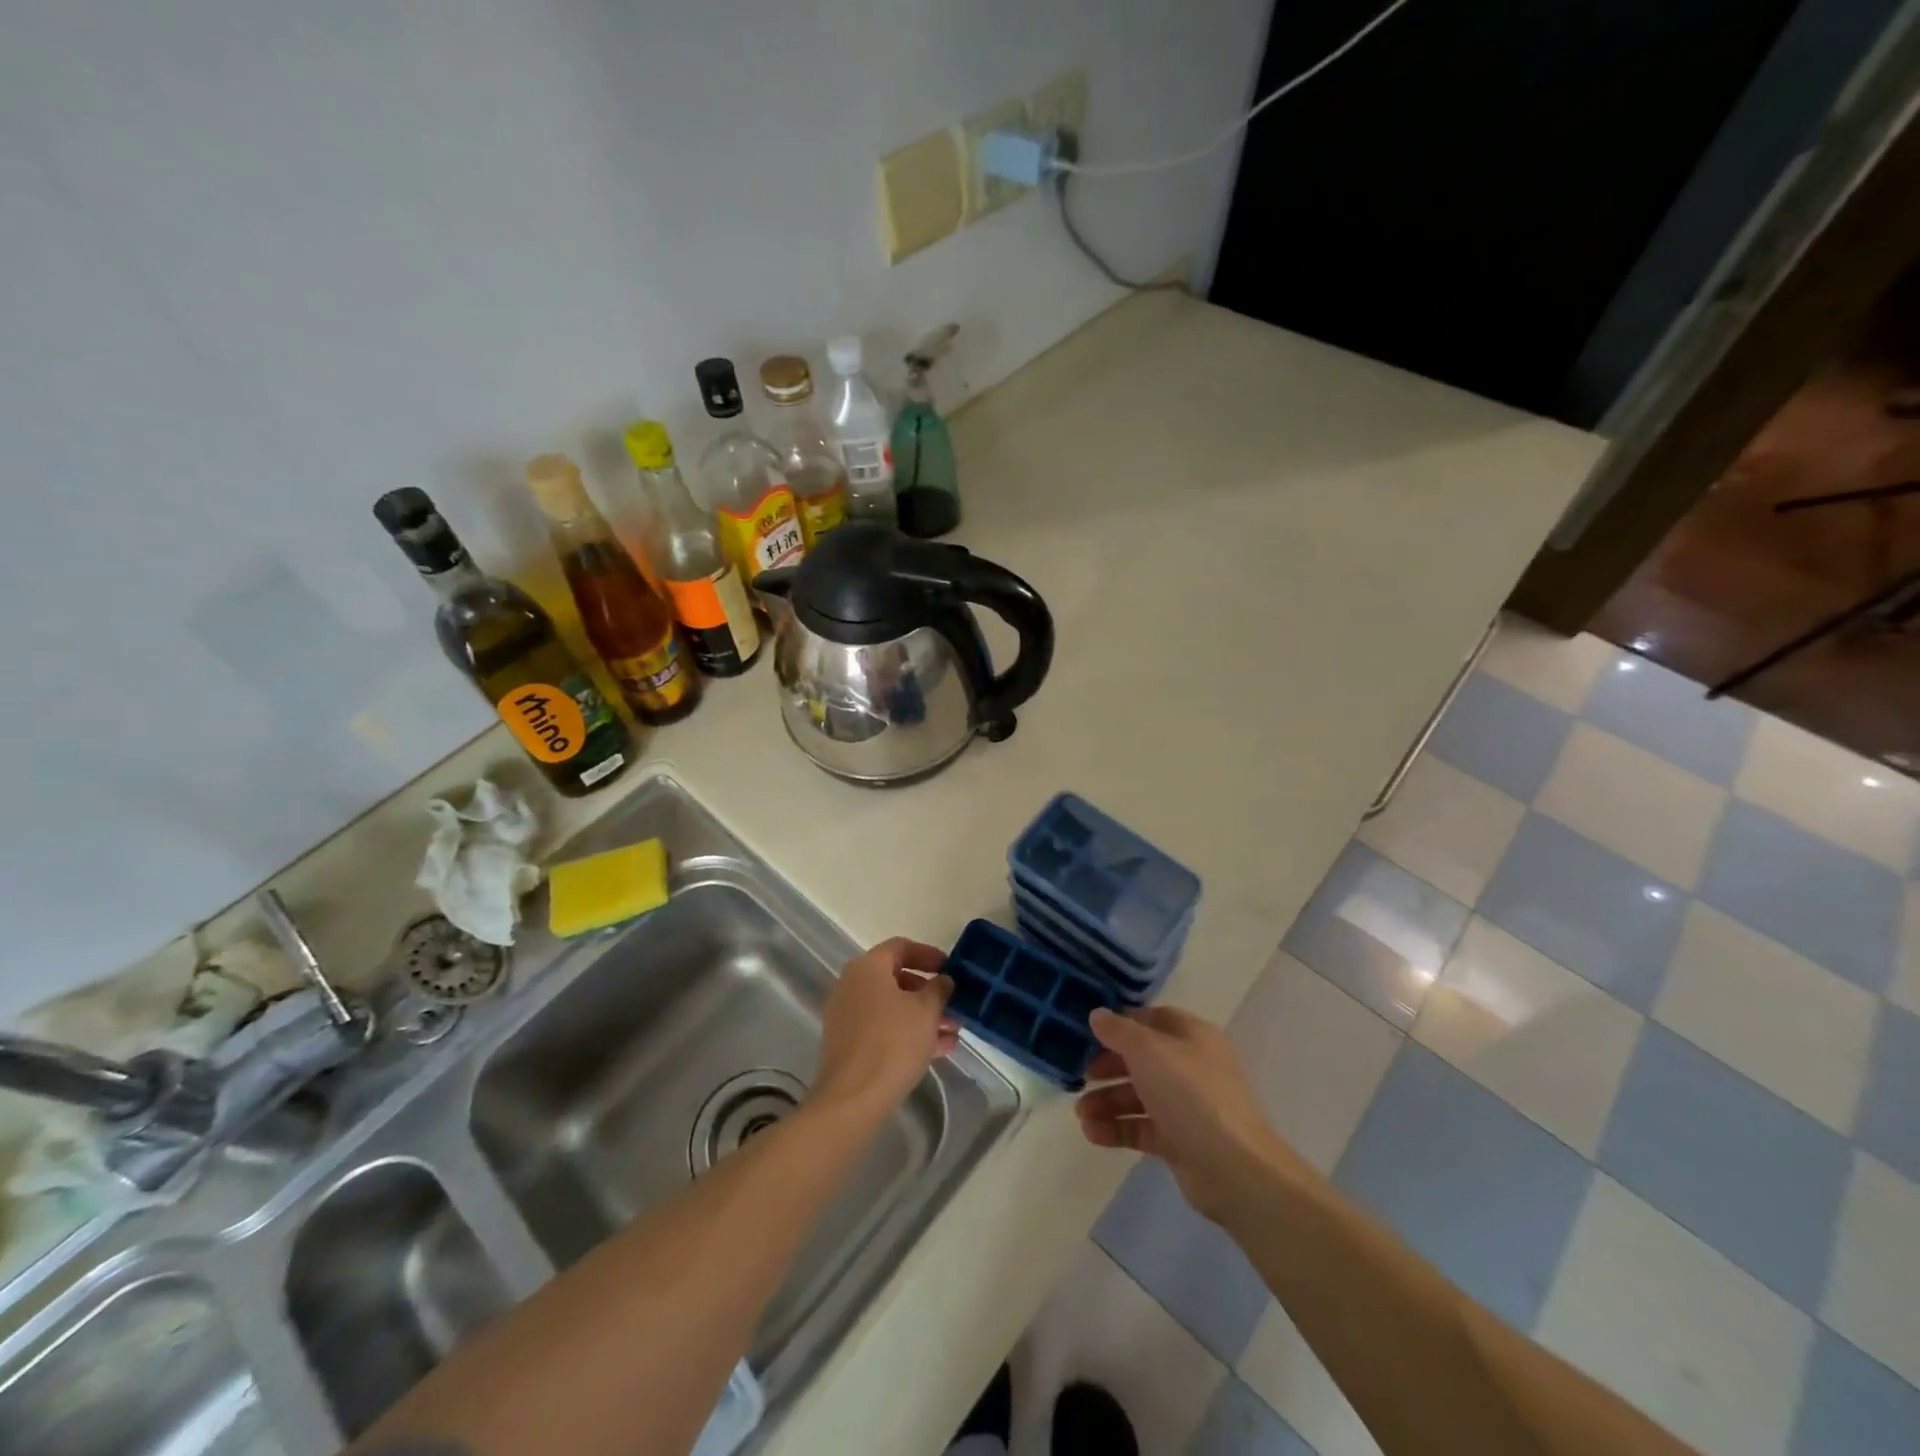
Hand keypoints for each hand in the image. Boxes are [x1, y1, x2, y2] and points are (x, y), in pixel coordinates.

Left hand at [812, 937, 957, 1117]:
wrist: (852, 1099)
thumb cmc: (892, 1043)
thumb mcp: (926, 1011)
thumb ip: (939, 989)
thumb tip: (943, 980)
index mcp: (868, 968)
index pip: (901, 947)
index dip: (929, 955)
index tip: (951, 969)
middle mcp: (852, 985)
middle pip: (896, 978)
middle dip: (929, 992)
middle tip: (954, 1006)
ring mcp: (847, 1015)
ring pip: (892, 1007)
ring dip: (923, 1016)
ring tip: (953, 1032)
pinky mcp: (848, 1043)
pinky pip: (883, 1028)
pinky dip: (908, 1033)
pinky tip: (938, 1050)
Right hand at [1075, 1005, 1306, 1223]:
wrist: (1233, 1168)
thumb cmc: (1190, 1094)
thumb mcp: (1148, 1050)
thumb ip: (1119, 1031)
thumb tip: (1098, 1014)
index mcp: (1192, 1036)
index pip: (1152, 1020)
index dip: (1121, 1024)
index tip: (1089, 1034)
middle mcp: (1191, 1067)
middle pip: (1142, 1059)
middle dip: (1108, 1067)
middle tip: (1081, 1076)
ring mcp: (1187, 1106)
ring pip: (1139, 1096)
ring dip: (1107, 1101)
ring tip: (1081, 1113)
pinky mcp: (1180, 1142)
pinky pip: (1142, 1128)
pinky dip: (1117, 1128)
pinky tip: (1092, 1133)